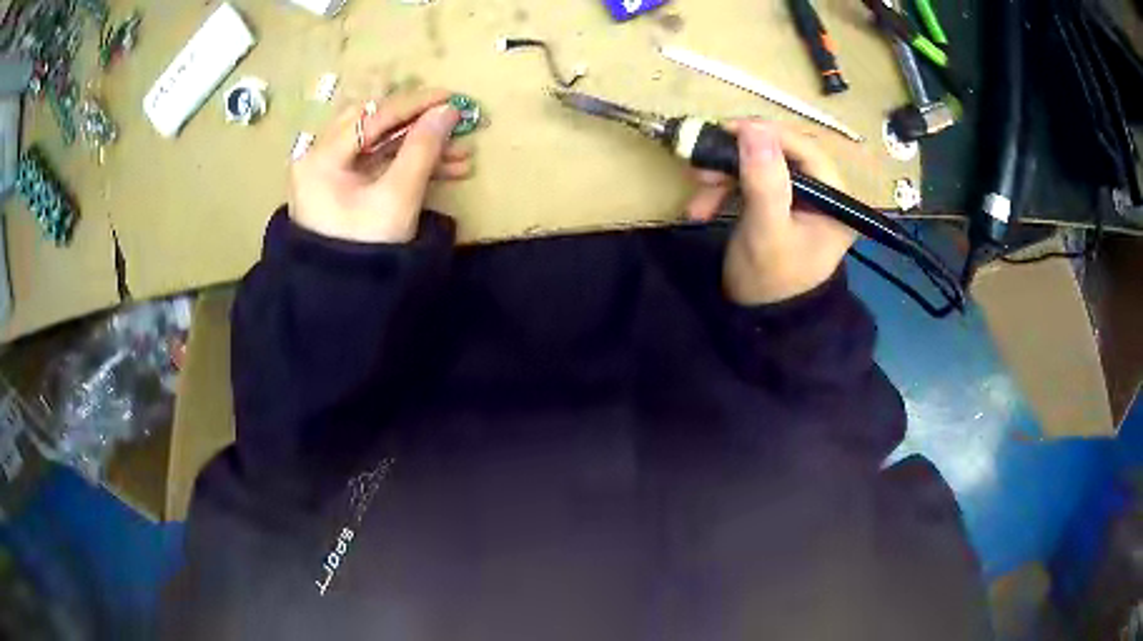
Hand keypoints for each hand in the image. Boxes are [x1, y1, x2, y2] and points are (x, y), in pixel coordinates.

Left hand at [289, 89, 474, 243]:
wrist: (344, 304)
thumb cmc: (366, 249)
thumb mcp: (398, 197)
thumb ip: (423, 148)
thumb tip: (448, 110)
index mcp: (321, 157)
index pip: (372, 116)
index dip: (414, 104)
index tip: (452, 97)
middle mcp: (320, 158)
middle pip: (374, 125)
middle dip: (419, 125)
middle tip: (454, 123)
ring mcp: (332, 174)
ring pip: (381, 146)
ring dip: (421, 147)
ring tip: (463, 156)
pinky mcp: (345, 189)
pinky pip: (380, 166)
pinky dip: (409, 165)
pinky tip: (446, 169)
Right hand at [686, 122, 855, 305]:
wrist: (758, 322)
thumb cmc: (769, 282)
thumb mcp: (766, 231)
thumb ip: (764, 181)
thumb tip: (754, 128)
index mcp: (836, 200)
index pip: (807, 150)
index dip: (768, 134)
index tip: (727, 129)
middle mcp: (824, 194)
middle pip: (781, 154)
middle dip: (738, 158)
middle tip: (702, 164)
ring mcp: (801, 198)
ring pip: (761, 165)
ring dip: (725, 174)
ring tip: (697, 191)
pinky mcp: (780, 203)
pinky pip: (751, 181)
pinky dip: (725, 188)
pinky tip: (702, 205)